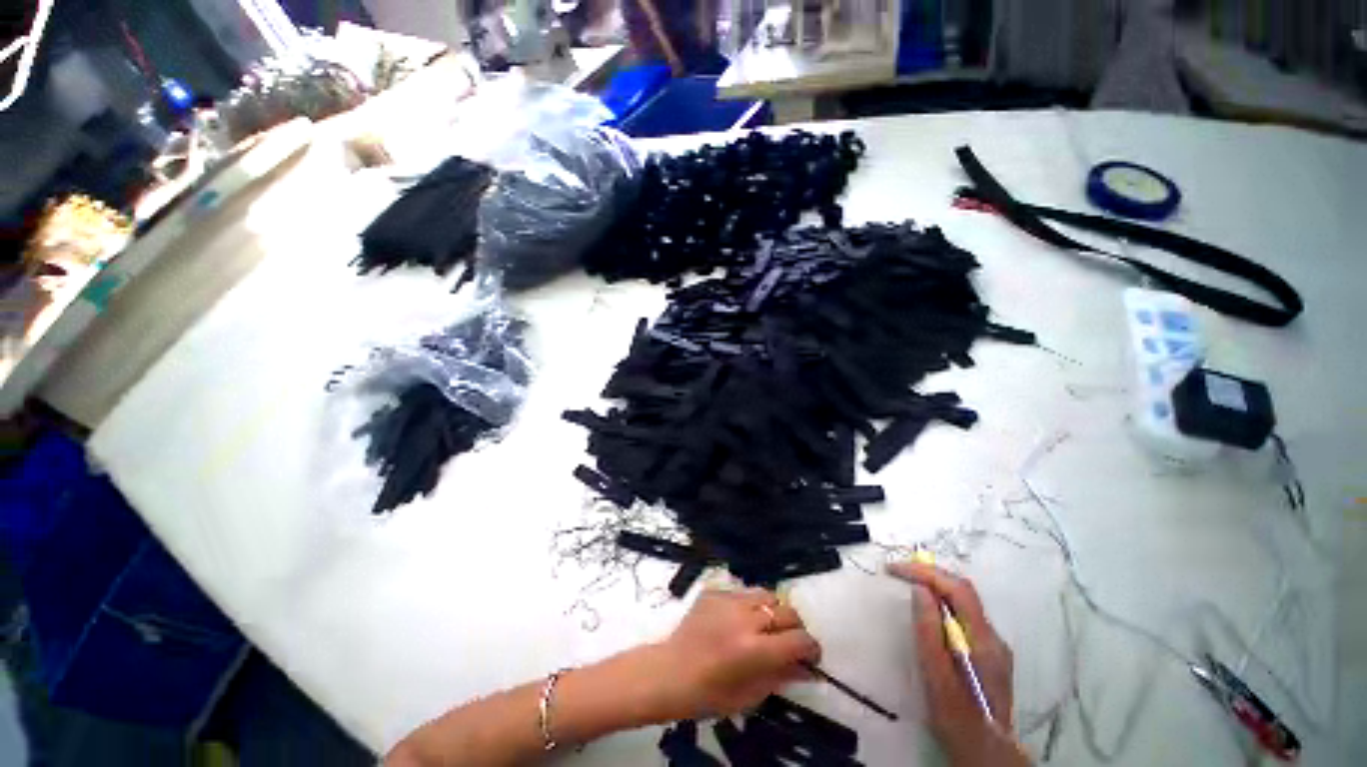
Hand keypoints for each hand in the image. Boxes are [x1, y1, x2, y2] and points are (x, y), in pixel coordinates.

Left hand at [650, 588, 821, 720]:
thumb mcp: (750, 694)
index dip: (811, 648)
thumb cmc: (709, 693)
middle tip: (789, 641)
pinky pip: (742, 592)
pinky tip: (739, 620)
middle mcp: (745, 618)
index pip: (799, 639)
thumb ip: (781, 676)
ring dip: (773, 611)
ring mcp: (729, 600)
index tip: (811, 656)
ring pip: (766, 595)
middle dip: (795, 627)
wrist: (671, 671)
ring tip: (765, 626)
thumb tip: (808, 668)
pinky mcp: (715, 591)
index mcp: (755, 649)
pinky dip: (749, 605)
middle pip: (787, 611)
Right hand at [889, 562, 1029, 766]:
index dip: (925, 572)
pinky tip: (926, 609)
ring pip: (963, 602)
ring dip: (934, 586)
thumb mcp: (937, 678)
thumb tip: (920, 590)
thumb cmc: (958, 719)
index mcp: (983, 641)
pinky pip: (962, 615)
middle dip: (929, 574)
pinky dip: (941, 602)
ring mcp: (993, 645)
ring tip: (906, 582)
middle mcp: (993, 637)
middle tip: (897, 571)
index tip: (895, 569)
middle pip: (962, 591)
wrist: (986, 755)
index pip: (958, 590)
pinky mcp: (987, 653)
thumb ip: (929, 632)